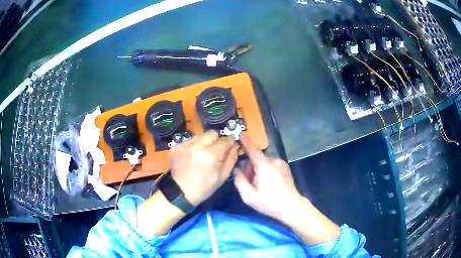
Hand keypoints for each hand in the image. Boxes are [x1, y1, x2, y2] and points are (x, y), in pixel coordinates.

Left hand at [170, 130, 237, 205]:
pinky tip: (192, 156)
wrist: (180, 192)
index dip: (230, 141)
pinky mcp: (176, 146)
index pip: (225, 140)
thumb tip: (235, 146)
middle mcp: (197, 146)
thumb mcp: (222, 177)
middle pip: (212, 133)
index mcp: (211, 155)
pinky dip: (193, 146)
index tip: (230, 145)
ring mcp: (185, 145)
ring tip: (202, 153)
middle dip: (217, 140)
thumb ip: (231, 159)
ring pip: (200, 135)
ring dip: (204, 142)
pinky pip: (189, 140)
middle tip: (215, 149)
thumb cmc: (204, 187)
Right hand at [234, 133, 301, 220]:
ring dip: (258, 171)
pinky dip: (265, 171)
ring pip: (263, 162)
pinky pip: (270, 165)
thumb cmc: (270, 203)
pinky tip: (268, 184)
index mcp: (264, 166)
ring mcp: (281, 163)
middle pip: (256, 159)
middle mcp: (273, 160)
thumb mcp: (249, 197)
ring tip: (260, 186)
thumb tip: (236, 170)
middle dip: (250, 168)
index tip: (239, 132)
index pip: (253, 149)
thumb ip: (240, 182)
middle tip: (250, 184)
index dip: (245, 141)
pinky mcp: (285, 167)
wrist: (291, 207)